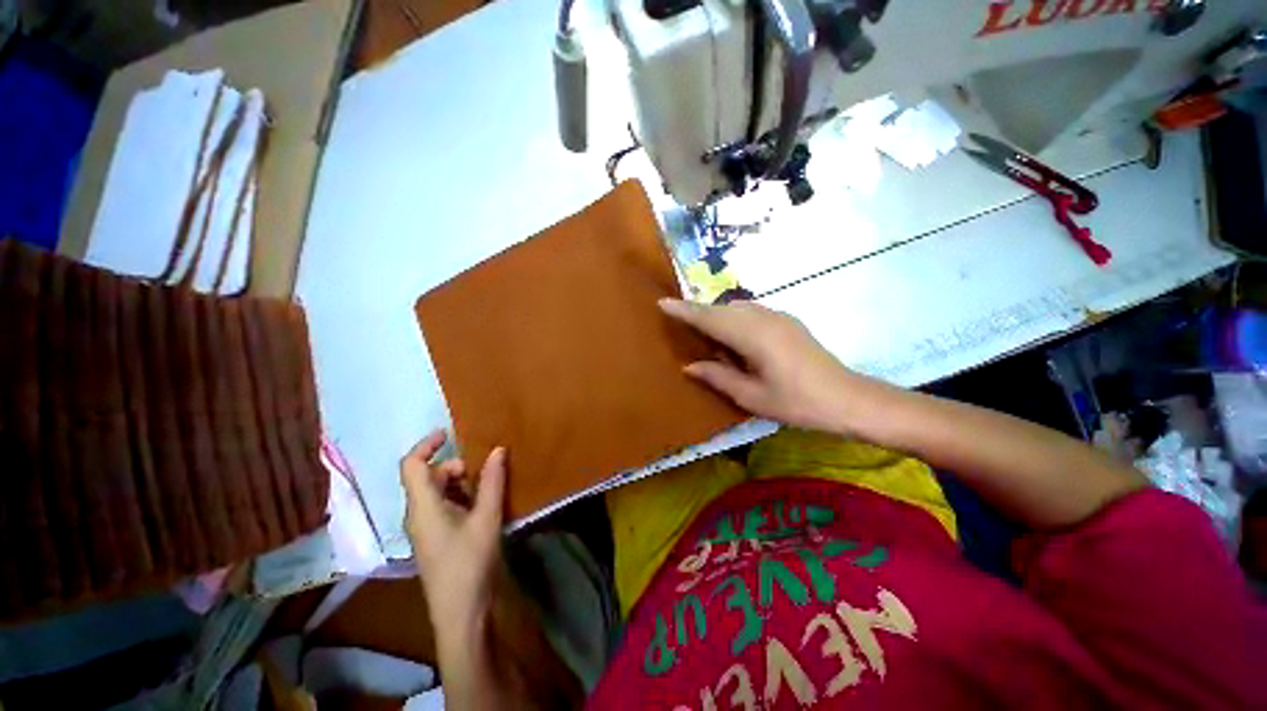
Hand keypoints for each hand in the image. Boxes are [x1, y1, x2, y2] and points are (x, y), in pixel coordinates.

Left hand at [400, 430, 505, 638]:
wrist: (460, 613)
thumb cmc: (469, 563)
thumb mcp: (486, 517)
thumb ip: (492, 481)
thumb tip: (498, 449)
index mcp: (423, 506)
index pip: (411, 465)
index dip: (427, 445)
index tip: (449, 433)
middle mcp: (418, 513)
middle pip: (429, 476)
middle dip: (455, 467)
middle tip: (484, 472)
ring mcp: (425, 528)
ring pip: (438, 492)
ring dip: (461, 484)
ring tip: (488, 490)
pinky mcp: (434, 538)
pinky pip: (443, 507)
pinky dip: (461, 498)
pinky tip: (483, 507)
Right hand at [660, 298, 880, 435]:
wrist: (849, 399)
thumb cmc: (798, 403)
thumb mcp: (752, 397)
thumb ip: (719, 377)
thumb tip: (690, 365)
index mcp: (753, 336)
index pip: (710, 318)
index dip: (685, 311)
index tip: (662, 302)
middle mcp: (764, 318)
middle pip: (722, 309)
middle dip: (699, 313)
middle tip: (680, 324)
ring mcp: (778, 317)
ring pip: (737, 308)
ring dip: (717, 316)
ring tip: (705, 335)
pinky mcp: (787, 321)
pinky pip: (751, 313)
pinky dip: (734, 319)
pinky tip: (734, 339)